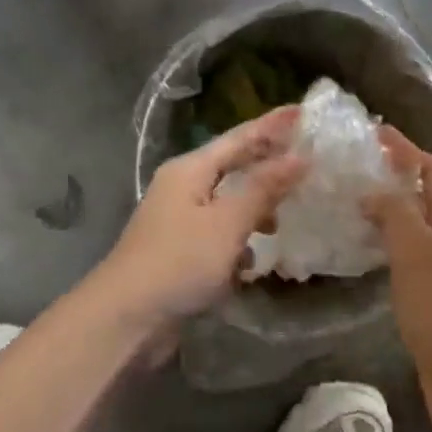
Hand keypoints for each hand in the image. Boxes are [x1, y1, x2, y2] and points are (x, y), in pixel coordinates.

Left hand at [96, 107, 306, 336]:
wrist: (125, 319)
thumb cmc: (179, 262)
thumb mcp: (227, 222)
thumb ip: (264, 188)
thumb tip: (300, 157)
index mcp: (190, 170)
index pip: (239, 138)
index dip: (272, 126)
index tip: (303, 112)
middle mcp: (183, 188)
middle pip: (232, 167)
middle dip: (267, 165)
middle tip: (306, 159)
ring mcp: (179, 221)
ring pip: (227, 204)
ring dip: (255, 210)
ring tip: (283, 218)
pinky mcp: (180, 253)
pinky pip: (218, 236)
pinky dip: (237, 243)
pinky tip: (252, 262)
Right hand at [364, 127, 431, 431]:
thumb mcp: (418, 255)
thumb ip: (397, 213)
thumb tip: (374, 186)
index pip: (431, 170)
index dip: (404, 149)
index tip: (369, 133)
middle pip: (425, 195)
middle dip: (392, 176)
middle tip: (350, 168)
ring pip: (416, 227)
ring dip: (388, 210)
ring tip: (347, 202)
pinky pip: (410, 258)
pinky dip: (387, 244)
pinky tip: (362, 252)